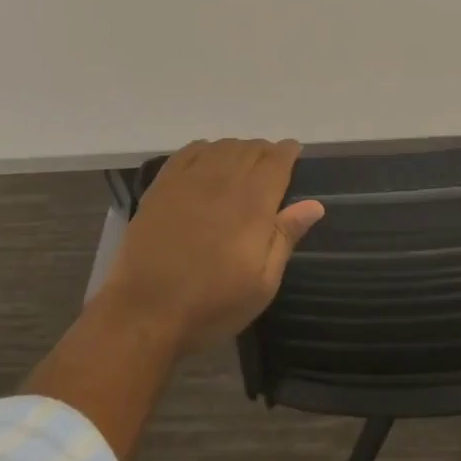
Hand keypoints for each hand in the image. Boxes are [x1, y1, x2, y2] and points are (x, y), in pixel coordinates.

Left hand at [98, 138, 323, 353]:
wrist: (145, 314)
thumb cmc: (212, 304)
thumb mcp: (262, 283)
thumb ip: (286, 237)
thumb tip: (315, 205)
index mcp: (253, 203)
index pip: (277, 160)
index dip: (288, 152)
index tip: (294, 155)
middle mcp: (223, 181)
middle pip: (251, 148)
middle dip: (266, 151)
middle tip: (271, 166)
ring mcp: (189, 180)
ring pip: (222, 146)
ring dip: (238, 149)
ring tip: (242, 165)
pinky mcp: (162, 186)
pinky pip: (189, 151)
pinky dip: (206, 149)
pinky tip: (209, 161)